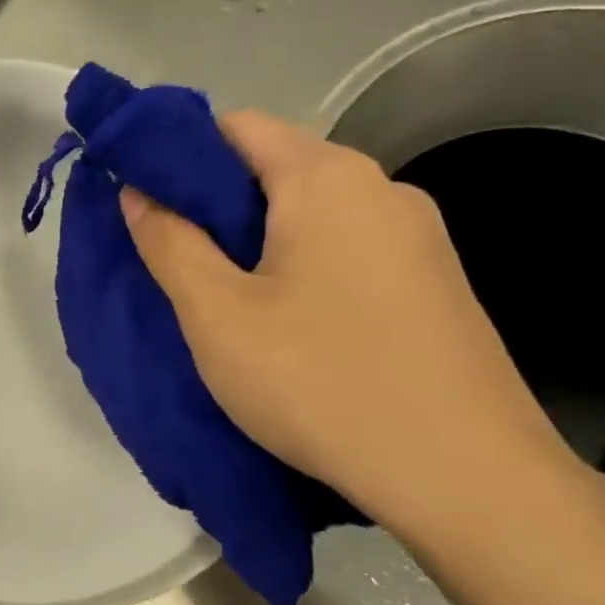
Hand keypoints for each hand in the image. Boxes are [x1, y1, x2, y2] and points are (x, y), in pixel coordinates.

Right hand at [121, 109, 582, 541]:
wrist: (466, 478)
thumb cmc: (320, 382)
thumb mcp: (217, 315)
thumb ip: (169, 242)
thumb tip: (138, 191)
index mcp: (326, 177)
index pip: (236, 126)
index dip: (178, 155)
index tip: (142, 202)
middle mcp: (382, 187)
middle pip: (277, 166)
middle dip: (216, 203)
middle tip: (174, 259)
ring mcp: (420, 236)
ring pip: (313, 212)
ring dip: (259, 239)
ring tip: (225, 298)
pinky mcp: (436, 282)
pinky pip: (349, 248)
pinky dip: (303, 264)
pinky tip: (289, 323)